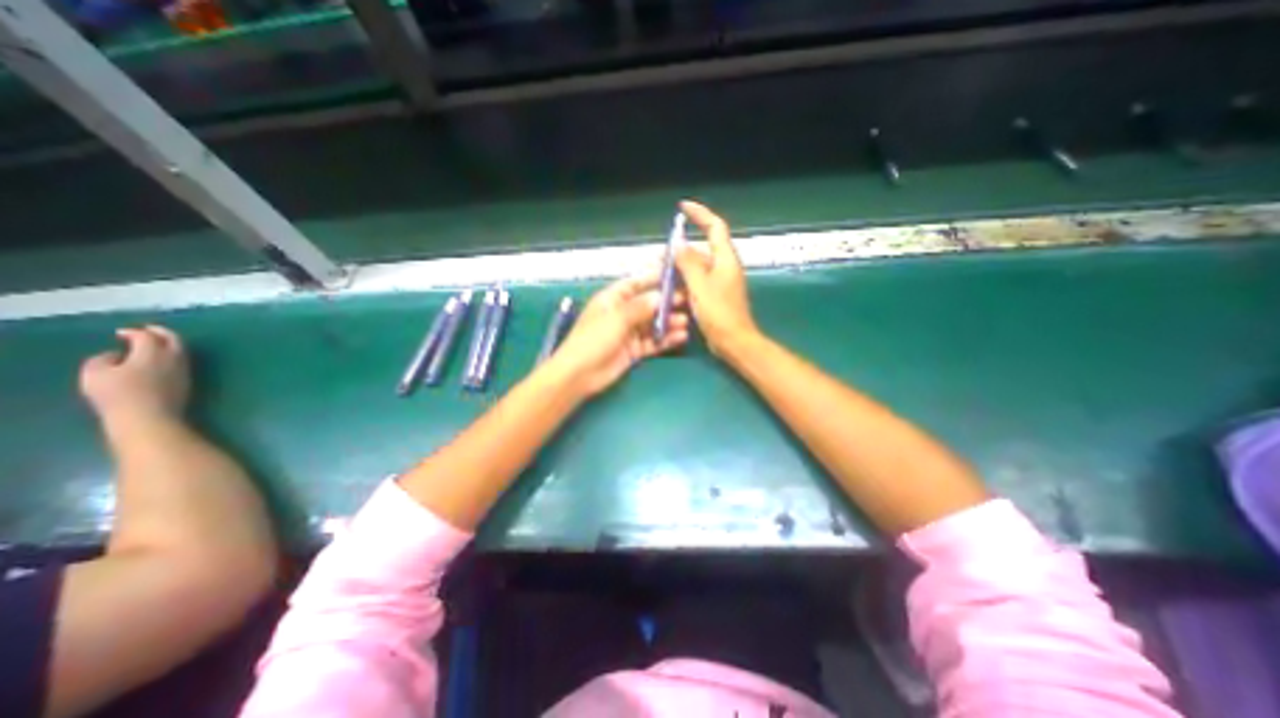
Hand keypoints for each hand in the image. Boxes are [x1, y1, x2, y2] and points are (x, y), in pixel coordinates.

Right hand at [77, 324, 186, 424]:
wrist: (150, 416)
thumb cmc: (118, 394)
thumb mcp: (95, 374)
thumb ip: (102, 359)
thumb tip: (115, 355)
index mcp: (153, 352)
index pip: (147, 336)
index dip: (134, 332)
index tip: (121, 333)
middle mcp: (174, 357)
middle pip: (173, 339)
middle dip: (161, 332)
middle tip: (148, 329)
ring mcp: (184, 369)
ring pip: (181, 350)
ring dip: (168, 344)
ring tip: (153, 345)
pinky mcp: (187, 380)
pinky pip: (181, 362)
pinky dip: (171, 356)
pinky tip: (159, 361)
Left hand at [549, 272, 690, 396]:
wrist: (580, 374)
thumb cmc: (593, 339)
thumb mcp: (616, 318)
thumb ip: (640, 307)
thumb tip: (660, 296)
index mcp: (612, 299)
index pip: (634, 284)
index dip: (652, 278)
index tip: (673, 276)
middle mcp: (621, 313)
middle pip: (647, 304)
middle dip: (665, 302)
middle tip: (686, 300)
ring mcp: (628, 332)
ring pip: (652, 324)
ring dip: (668, 322)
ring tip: (685, 321)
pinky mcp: (633, 350)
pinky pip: (653, 342)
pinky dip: (665, 339)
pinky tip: (680, 337)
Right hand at [671, 198, 756, 354]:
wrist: (734, 341)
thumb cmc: (719, 313)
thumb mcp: (700, 286)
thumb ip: (688, 263)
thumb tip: (678, 244)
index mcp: (725, 259)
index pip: (714, 226)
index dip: (700, 214)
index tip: (682, 207)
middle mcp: (724, 266)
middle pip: (702, 248)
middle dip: (681, 248)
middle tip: (660, 254)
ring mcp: (720, 282)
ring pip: (698, 267)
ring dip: (680, 266)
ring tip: (660, 272)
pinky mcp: (715, 295)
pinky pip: (698, 281)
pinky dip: (684, 281)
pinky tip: (671, 288)